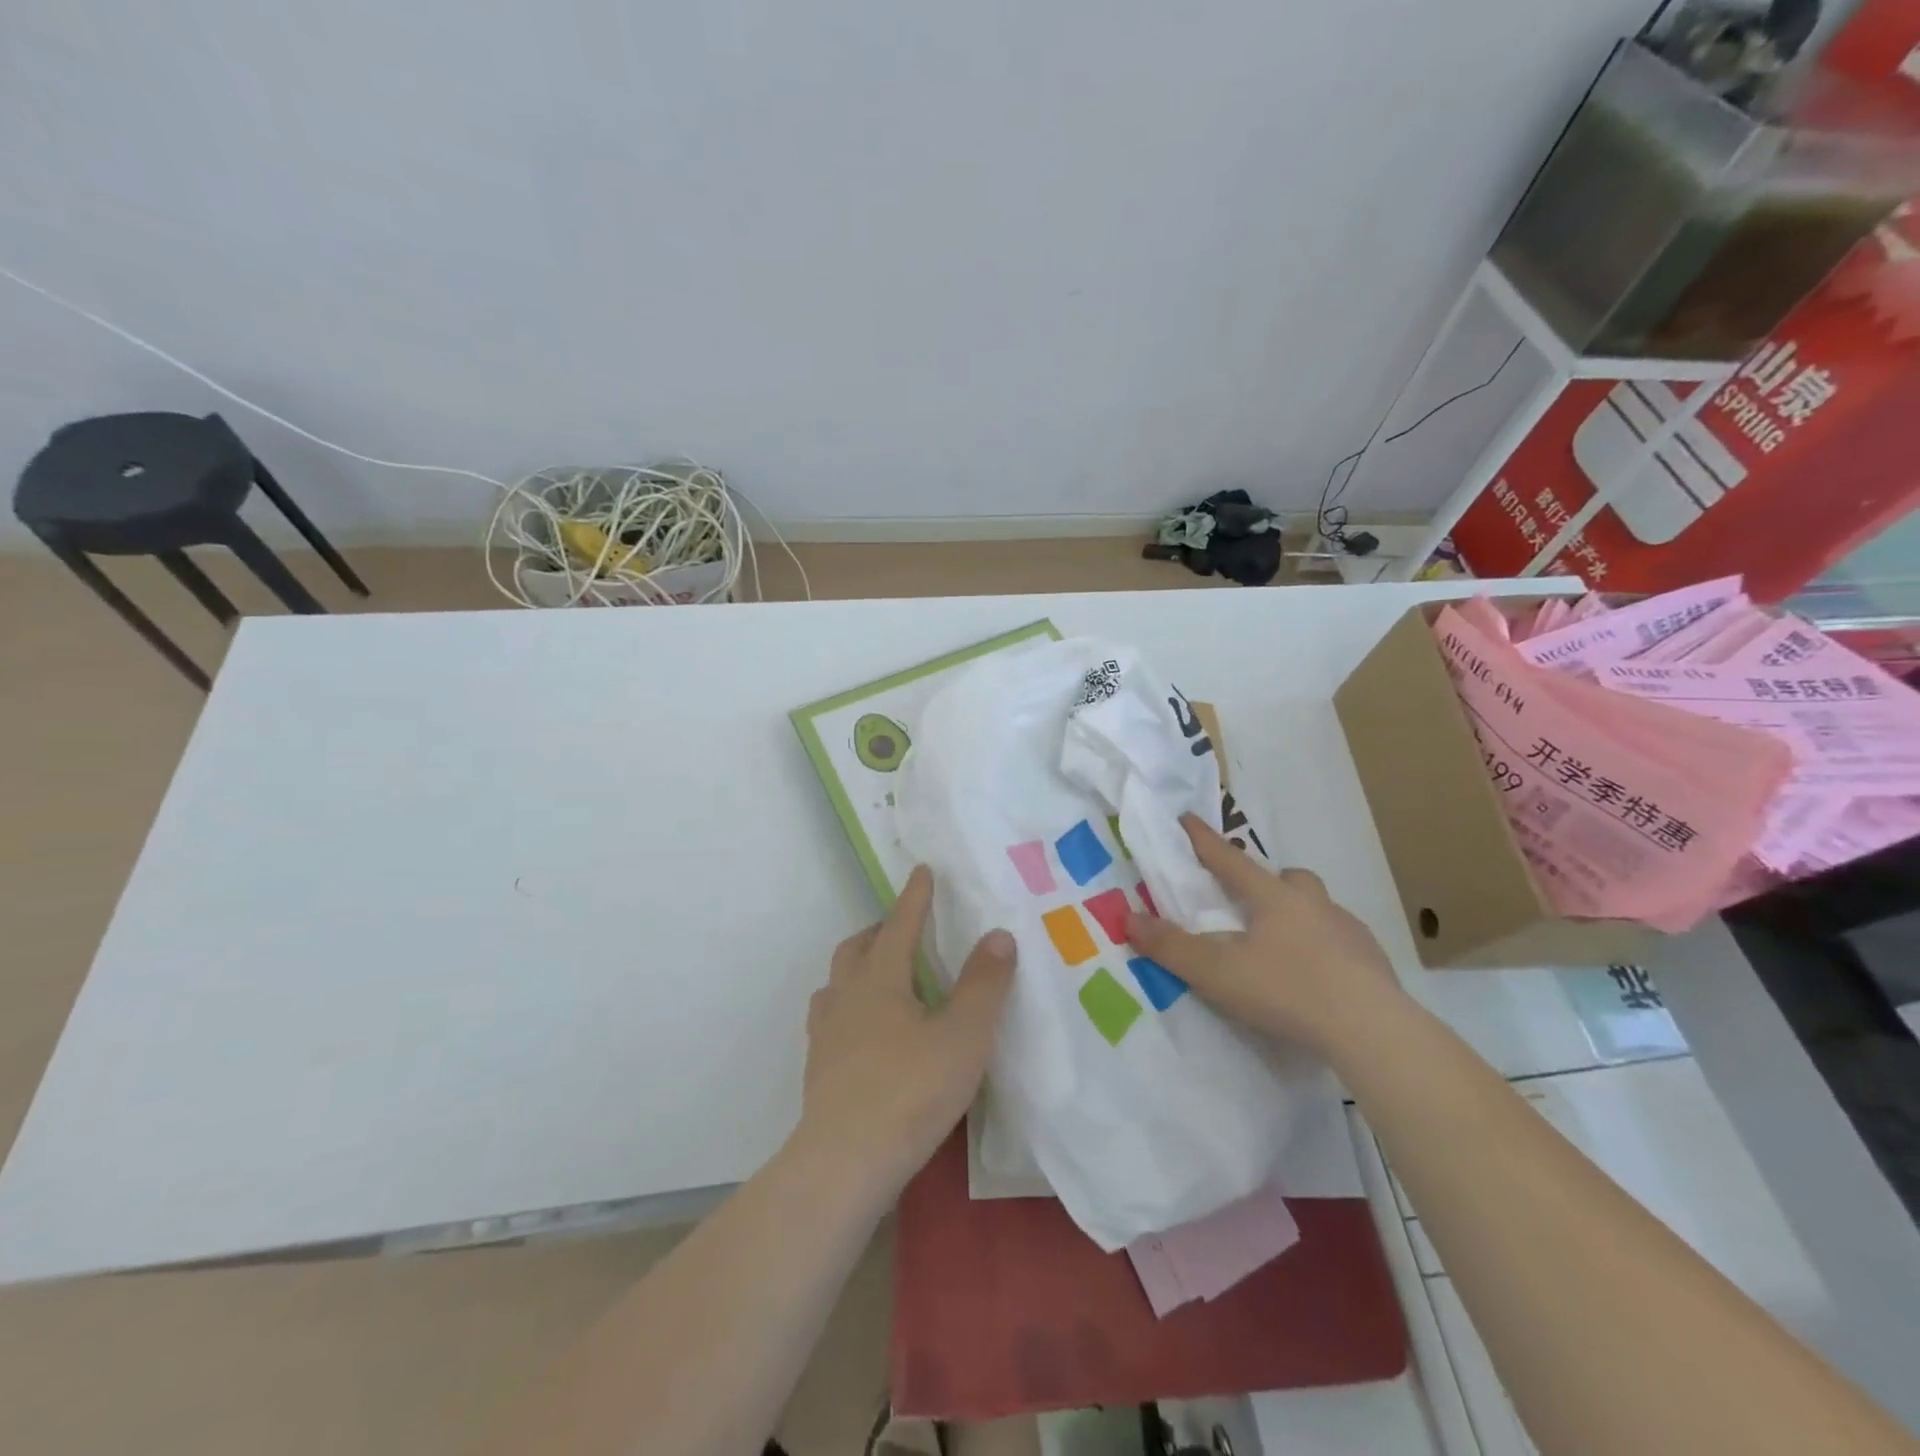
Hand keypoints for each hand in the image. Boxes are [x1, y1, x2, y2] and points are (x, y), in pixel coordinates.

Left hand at [797, 866, 1015, 1196]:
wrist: (845, 1162)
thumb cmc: (910, 1090)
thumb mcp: (964, 1036)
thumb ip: (984, 984)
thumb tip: (998, 934)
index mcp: (881, 978)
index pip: (900, 924)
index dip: (915, 896)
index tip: (922, 870)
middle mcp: (847, 995)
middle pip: (858, 947)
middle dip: (881, 929)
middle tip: (904, 927)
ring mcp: (826, 1032)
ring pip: (838, 981)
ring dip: (858, 966)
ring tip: (881, 975)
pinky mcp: (818, 1067)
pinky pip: (831, 1017)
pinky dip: (848, 1005)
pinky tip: (863, 1030)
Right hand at [1125, 814, 1402, 1056]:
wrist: (1371, 1028)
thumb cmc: (1287, 990)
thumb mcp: (1216, 973)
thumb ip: (1170, 947)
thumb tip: (1127, 918)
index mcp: (1272, 898)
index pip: (1229, 859)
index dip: (1203, 840)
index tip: (1187, 818)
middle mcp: (1312, 904)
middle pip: (1288, 877)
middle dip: (1267, 881)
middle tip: (1252, 902)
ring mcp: (1348, 930)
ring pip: (1319, 907)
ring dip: (1299, 914)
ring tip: (1284, 946)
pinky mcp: (1374, 961)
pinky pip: (1343, 941)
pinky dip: (1325, 948)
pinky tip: (1318, 976)